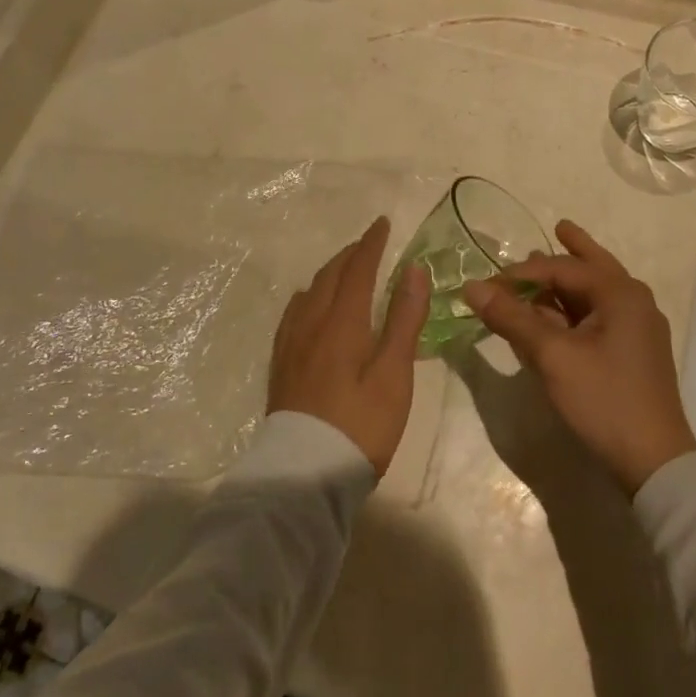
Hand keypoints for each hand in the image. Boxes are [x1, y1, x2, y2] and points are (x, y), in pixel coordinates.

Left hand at [268, 217, 428, 476]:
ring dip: (329, 272)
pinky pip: (293, 312)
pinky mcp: (281, 363)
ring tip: (344, 269)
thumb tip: (414, 269)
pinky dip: (309, 295)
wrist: (304, 473)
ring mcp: (291, 343)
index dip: (371, 244)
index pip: (358, 269)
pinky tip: (309, 305)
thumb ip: (404, 320)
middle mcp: (312, 323)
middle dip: (350, 254)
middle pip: (330, 276)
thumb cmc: (360, 425)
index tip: (382, 223)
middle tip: (368, 244)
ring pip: (309, 292)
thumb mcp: (394, 375)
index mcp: (342, 322)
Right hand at [463, 220, 695, 494]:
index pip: (562, 267)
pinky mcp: (632, 354)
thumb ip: (512, 318)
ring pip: (596, 293)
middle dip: (573, 249)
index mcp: (620, 294)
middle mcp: (633, 303)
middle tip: (558, 227)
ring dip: (569, 283)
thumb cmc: (604, 399)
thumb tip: (471, 287)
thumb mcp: (552, 356)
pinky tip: (555, 316)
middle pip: (594, 267)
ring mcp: (636, 330)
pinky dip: (574, 311)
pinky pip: (598, 318)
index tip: (487, 285)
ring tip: (550, 267)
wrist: (654, 464)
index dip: (520, 272)